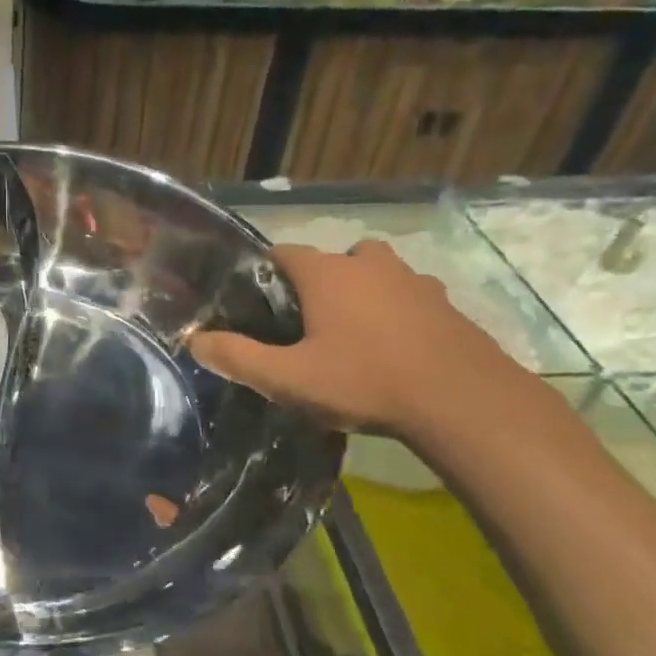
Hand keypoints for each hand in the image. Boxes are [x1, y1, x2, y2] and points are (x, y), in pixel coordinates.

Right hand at [190, 240, 529, 439]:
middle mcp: (369, 264)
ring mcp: (414, 280)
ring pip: (375, 275)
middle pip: (332, 260)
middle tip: (307, 326)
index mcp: (327, 273)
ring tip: (353, 337)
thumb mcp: (288, 379)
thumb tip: (193, 340)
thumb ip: (237, 357)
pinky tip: (395, 350)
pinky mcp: (445, 304)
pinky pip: (408, 297)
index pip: (283, 253)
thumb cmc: (364, 381)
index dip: (267, 276)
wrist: (462, 402)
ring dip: (361, 294)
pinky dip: (396, 313)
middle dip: (317, 284)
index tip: (260, 307)